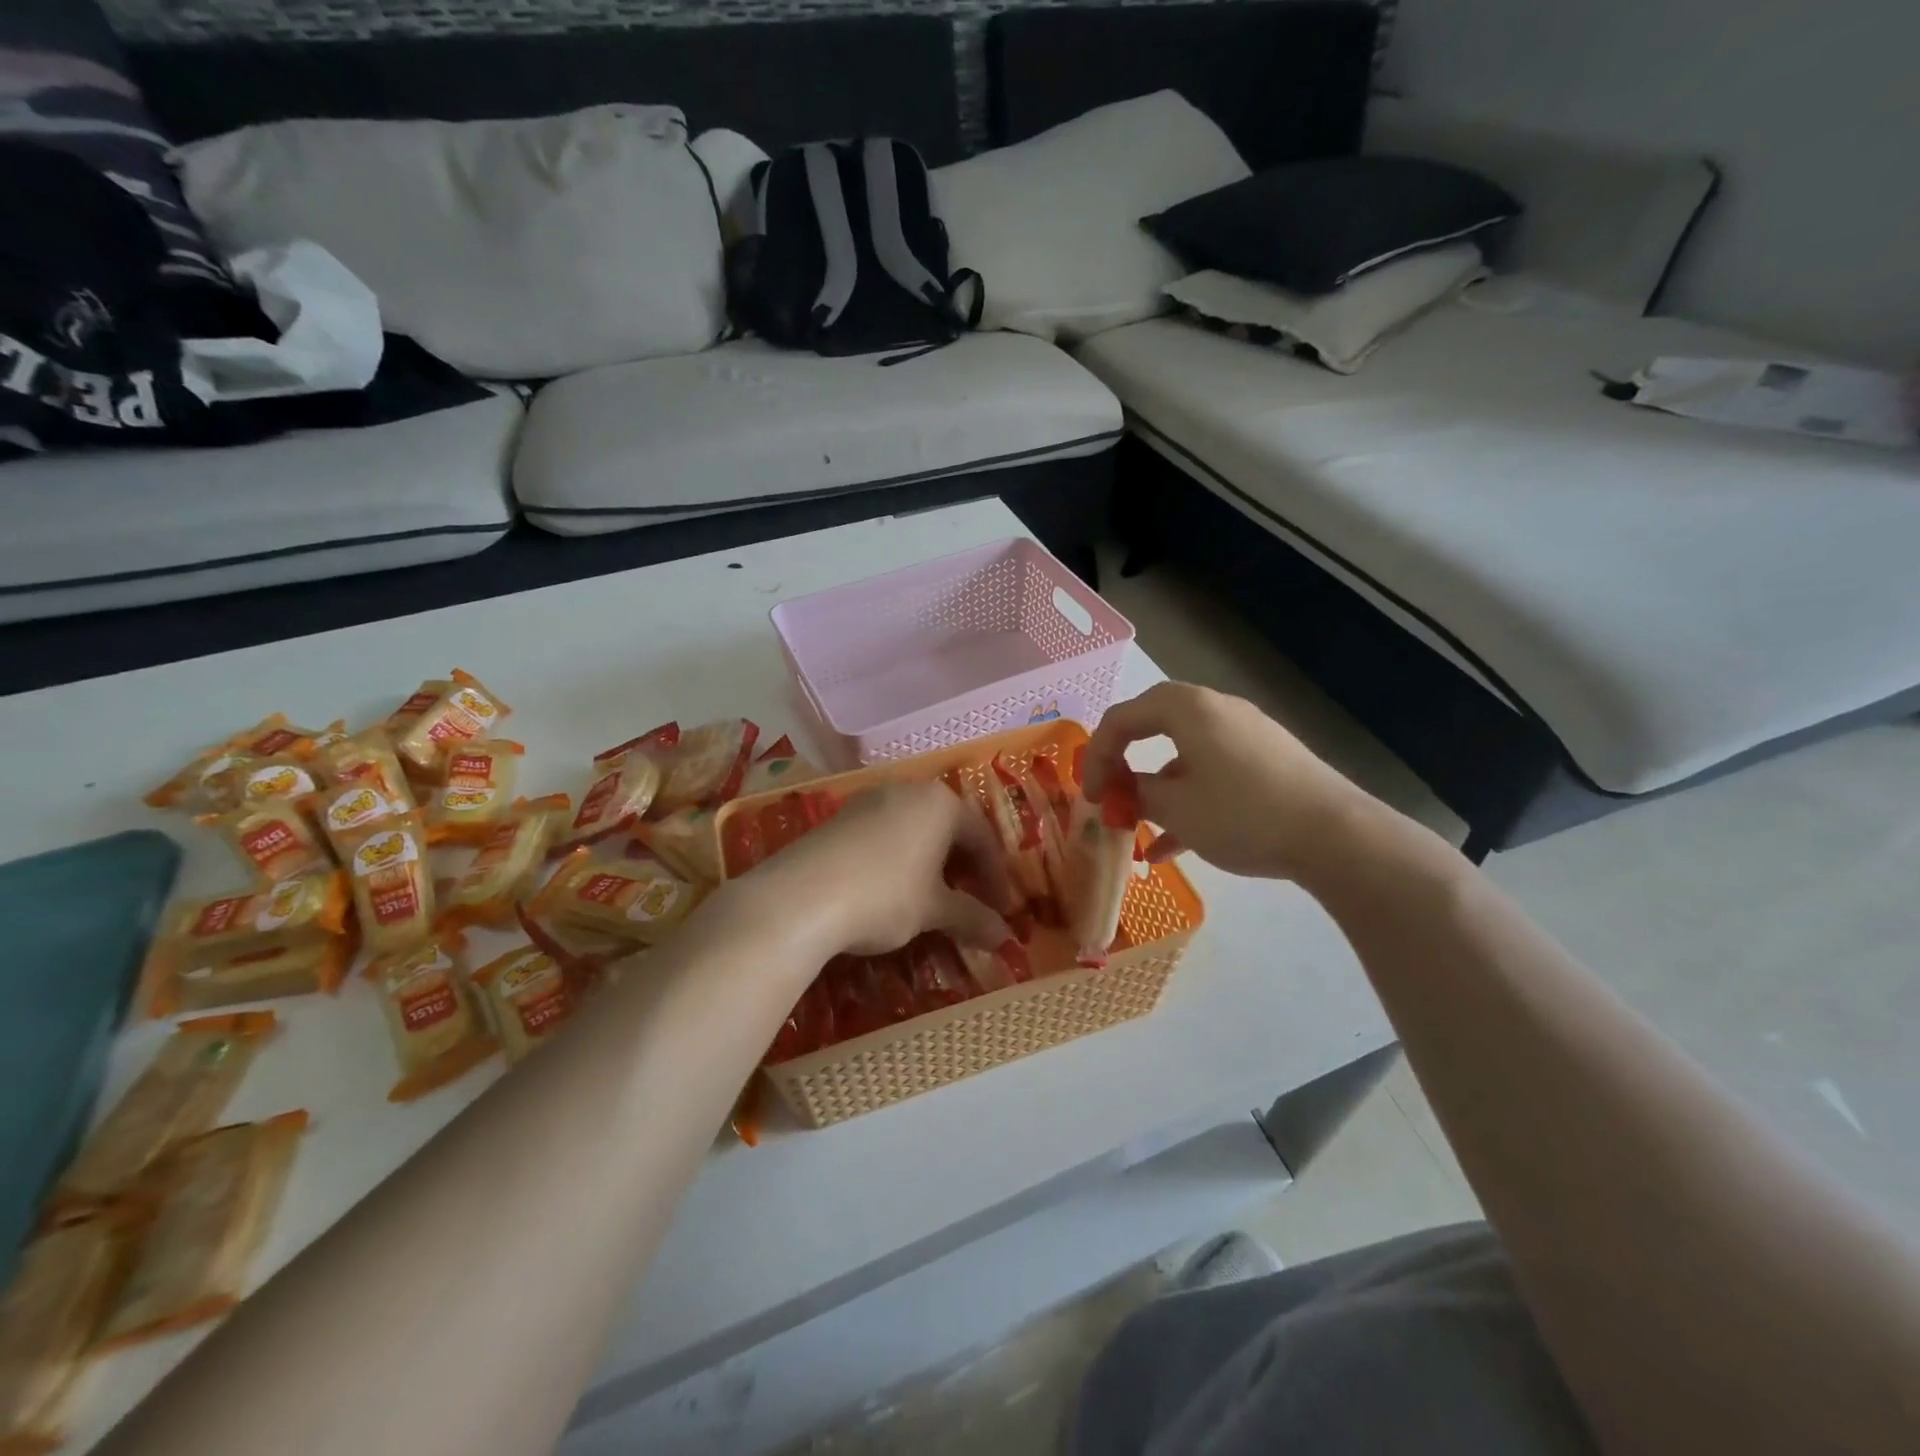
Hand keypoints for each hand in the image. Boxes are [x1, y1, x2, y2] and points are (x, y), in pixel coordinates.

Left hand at [739, 781, 1014, 958]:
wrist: (798, 897)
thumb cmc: (885, 895)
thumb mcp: (933, 910)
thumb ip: (972, 918)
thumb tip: (1005, 938)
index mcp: (940, 803)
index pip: (982, 837)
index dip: (995, 877)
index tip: (1000, 911)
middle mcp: (907, 790)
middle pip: (948, 828)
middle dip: (963, 868)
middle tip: (970, 903)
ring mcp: (869, 800)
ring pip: (914, 829)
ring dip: (930, 864)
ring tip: (931, 899)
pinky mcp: (838, 817)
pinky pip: (883, 835)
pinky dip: (898, 860)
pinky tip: (889, 890)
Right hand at [1083, 682, 1367, 880]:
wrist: (1335, 835)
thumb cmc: (1242, 814)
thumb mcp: (1176, 808)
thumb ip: (1137, 793)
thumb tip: (1124, 791)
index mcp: (1187, 708)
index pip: (1121, 718)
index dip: (1096, 756)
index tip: (1090, 797)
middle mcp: (1216, 709)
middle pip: (1152, 725)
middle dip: (1124, 762)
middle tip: (1110, 794)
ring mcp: (1245, 733)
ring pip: (1183, 752)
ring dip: (1156, 786)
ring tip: (1141, 828)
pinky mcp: (1267, 759)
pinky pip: (1212, 769)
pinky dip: (1189, 796)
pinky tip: (1176, 845)